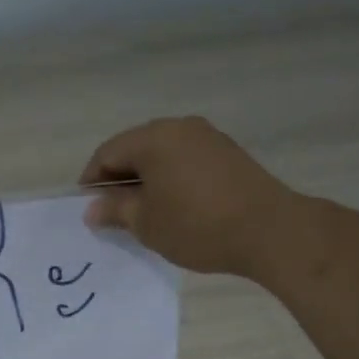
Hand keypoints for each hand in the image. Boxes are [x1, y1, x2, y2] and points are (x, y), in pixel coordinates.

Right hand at [80, 117, 293, 276]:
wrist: (269, 230)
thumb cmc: (197, 225)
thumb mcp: (147, 223)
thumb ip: (115, 210)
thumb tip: (93, 208)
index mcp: (153, 138)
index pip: (107, 153)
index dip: (92, 181)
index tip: (89, 209)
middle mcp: (179, 127)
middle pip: (135, 148)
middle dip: (119, 179)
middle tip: (113, 213)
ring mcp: (207, 137)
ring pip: (162, 154)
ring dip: (146, 179)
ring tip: (143, 213)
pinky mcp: (227, 153)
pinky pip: (185, 160)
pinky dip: (170, 179)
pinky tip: (173, 206)